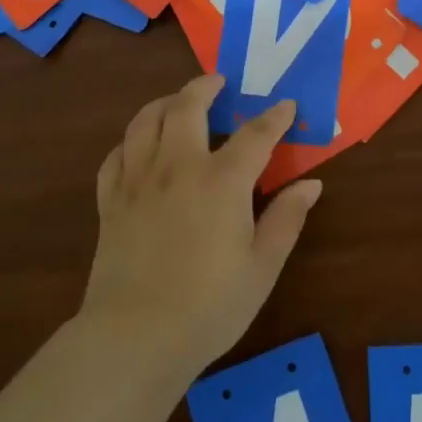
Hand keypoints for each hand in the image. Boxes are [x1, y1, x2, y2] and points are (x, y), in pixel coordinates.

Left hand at [80, 74, 320, 377]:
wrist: (134, 338)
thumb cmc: (209, 306)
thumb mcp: (262, 267)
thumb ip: (286, 219)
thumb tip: (311, 184)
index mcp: (222, 181)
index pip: (255, 134)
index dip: (274, 117)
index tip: (286, 105)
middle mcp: (178, 167)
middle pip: (187, 107)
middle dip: (204, 87)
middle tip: (217, 82)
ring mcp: (139, 181)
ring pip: (145, 120)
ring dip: (164, 102)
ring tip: (177, 102)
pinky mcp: (111, 201)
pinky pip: (116, 155)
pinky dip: (130, 141)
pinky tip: (139, 147)